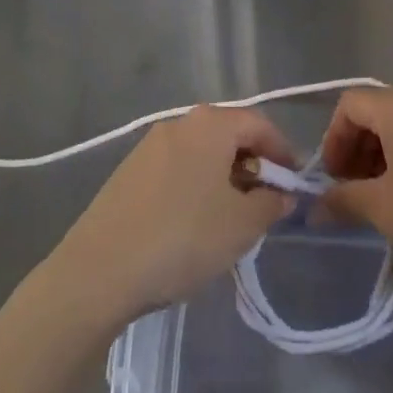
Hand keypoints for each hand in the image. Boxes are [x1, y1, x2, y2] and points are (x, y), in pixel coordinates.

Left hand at [52, 106, 296, 327]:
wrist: (99, 269)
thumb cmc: (182, 238)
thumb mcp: (241, 226)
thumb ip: (270, 204)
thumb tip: (281, 194)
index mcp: (211, 125)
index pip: (260, 125)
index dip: (283, 153)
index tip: (294, 185)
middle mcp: (180, 123)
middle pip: (228, 135)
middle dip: (252, 165)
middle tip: (265, 203)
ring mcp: (149, 145)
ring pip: (201, 153)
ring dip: (223, 177)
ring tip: (230, 217)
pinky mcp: (129, 171)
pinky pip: (176, 168)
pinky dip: (194, 186)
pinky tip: (192, 223)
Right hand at [320, 86, 392, 298]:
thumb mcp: (388, 211)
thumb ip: (346, 199)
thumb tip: (317, 205)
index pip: (350, 104)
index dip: (333, 140)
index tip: (334, 180)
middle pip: (379, 110)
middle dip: (359, 148)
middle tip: (357, 191)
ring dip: (387, 153)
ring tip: (388, 197)